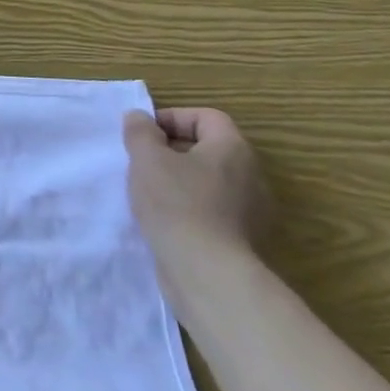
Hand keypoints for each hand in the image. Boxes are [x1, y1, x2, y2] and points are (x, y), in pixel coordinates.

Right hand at [123, 107, 269, 262]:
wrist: (207, 273)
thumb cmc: (176, 204)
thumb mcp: (147, 158)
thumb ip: (140, 132)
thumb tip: (139, 117)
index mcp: (232, 149)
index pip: (206, 117)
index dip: (172, 118)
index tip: (144, 135)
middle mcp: (250, 175)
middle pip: (208, 148)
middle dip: (171, 150)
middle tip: (141, 161)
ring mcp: (250, 210)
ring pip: (208, 180)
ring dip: (178, 180)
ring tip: (148, 191)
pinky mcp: (241, 239)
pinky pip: (211, 209)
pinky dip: (188, 207)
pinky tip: (164, 220)